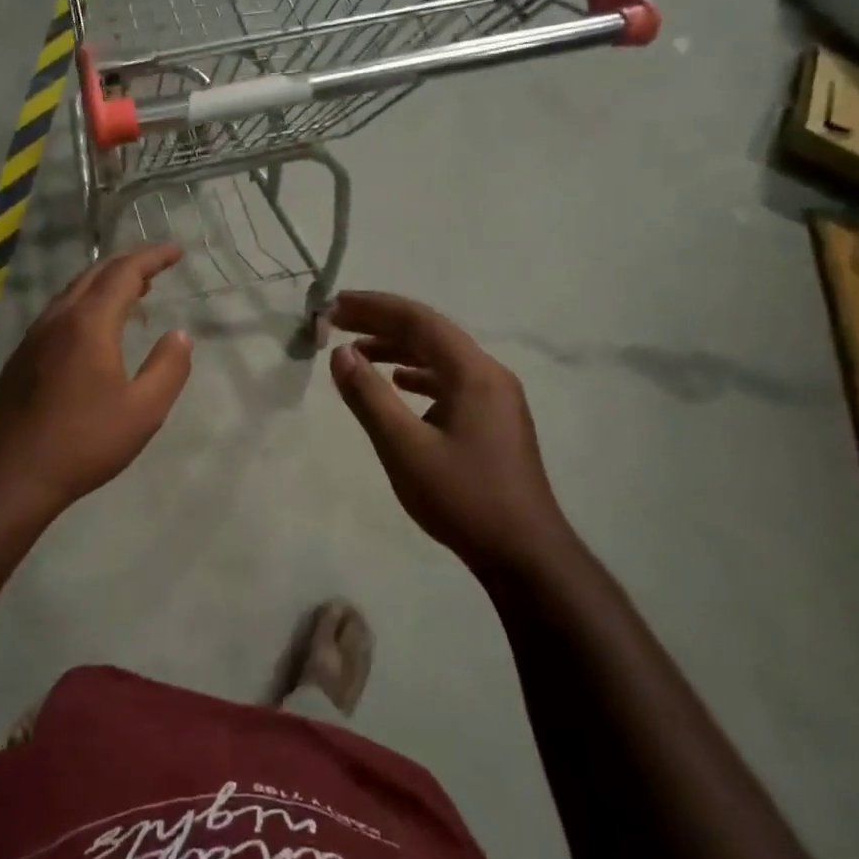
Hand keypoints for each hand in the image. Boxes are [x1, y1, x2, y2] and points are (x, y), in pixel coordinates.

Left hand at [0, 244, 192, 522]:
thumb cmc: (84, 442)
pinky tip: (94, 330)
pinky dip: (85, 305)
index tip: (175, 252)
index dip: (151, 258)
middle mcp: (58, 319)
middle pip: (95, 274)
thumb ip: (168, 368)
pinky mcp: (22, 357)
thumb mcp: (144, 411)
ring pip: (73, 292)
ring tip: (132, 295)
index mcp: (89, 324)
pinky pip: (59, 313)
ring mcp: (34, 337)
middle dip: (128, 264)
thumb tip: (181, 335)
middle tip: (156, 268)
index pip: (124, 273)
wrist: (12, 475)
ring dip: (104, 284)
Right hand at [329, 291, 573, 573]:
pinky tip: (398, 382)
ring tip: (357, 351)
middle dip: (382, 323)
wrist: (524, 553)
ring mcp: (496, 397)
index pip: (418, 320)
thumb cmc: (462, 497)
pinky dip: (417, 374)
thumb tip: (340, 353)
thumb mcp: (404, 447)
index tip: (335, 305)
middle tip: (337, 322)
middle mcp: (489, 374)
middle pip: (431, 333)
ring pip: (441, 357)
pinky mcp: (494, 419)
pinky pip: (450, 380)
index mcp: (473, 372)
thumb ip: (369, 396)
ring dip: (398, 348)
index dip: (373, 307)